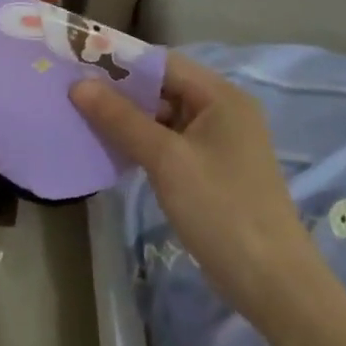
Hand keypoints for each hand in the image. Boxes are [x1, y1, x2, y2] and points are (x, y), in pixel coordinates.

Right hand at [71, 53, 313, 305]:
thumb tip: (78, 84)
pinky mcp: (212, 170)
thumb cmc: (221, 209)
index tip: (78, 65)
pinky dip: (142, 142)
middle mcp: (223, 111)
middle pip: (163, 87)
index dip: (120, 61)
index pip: (163, 62)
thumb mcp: (166, 160)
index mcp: (221, 96)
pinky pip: (170, 142)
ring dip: (128, 118)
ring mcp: (219, 142)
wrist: (272, 283)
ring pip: (164, 116)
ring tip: (83, 118)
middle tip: (73, 93)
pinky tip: (112, 149)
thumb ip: (121, 118)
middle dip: (120, 91)